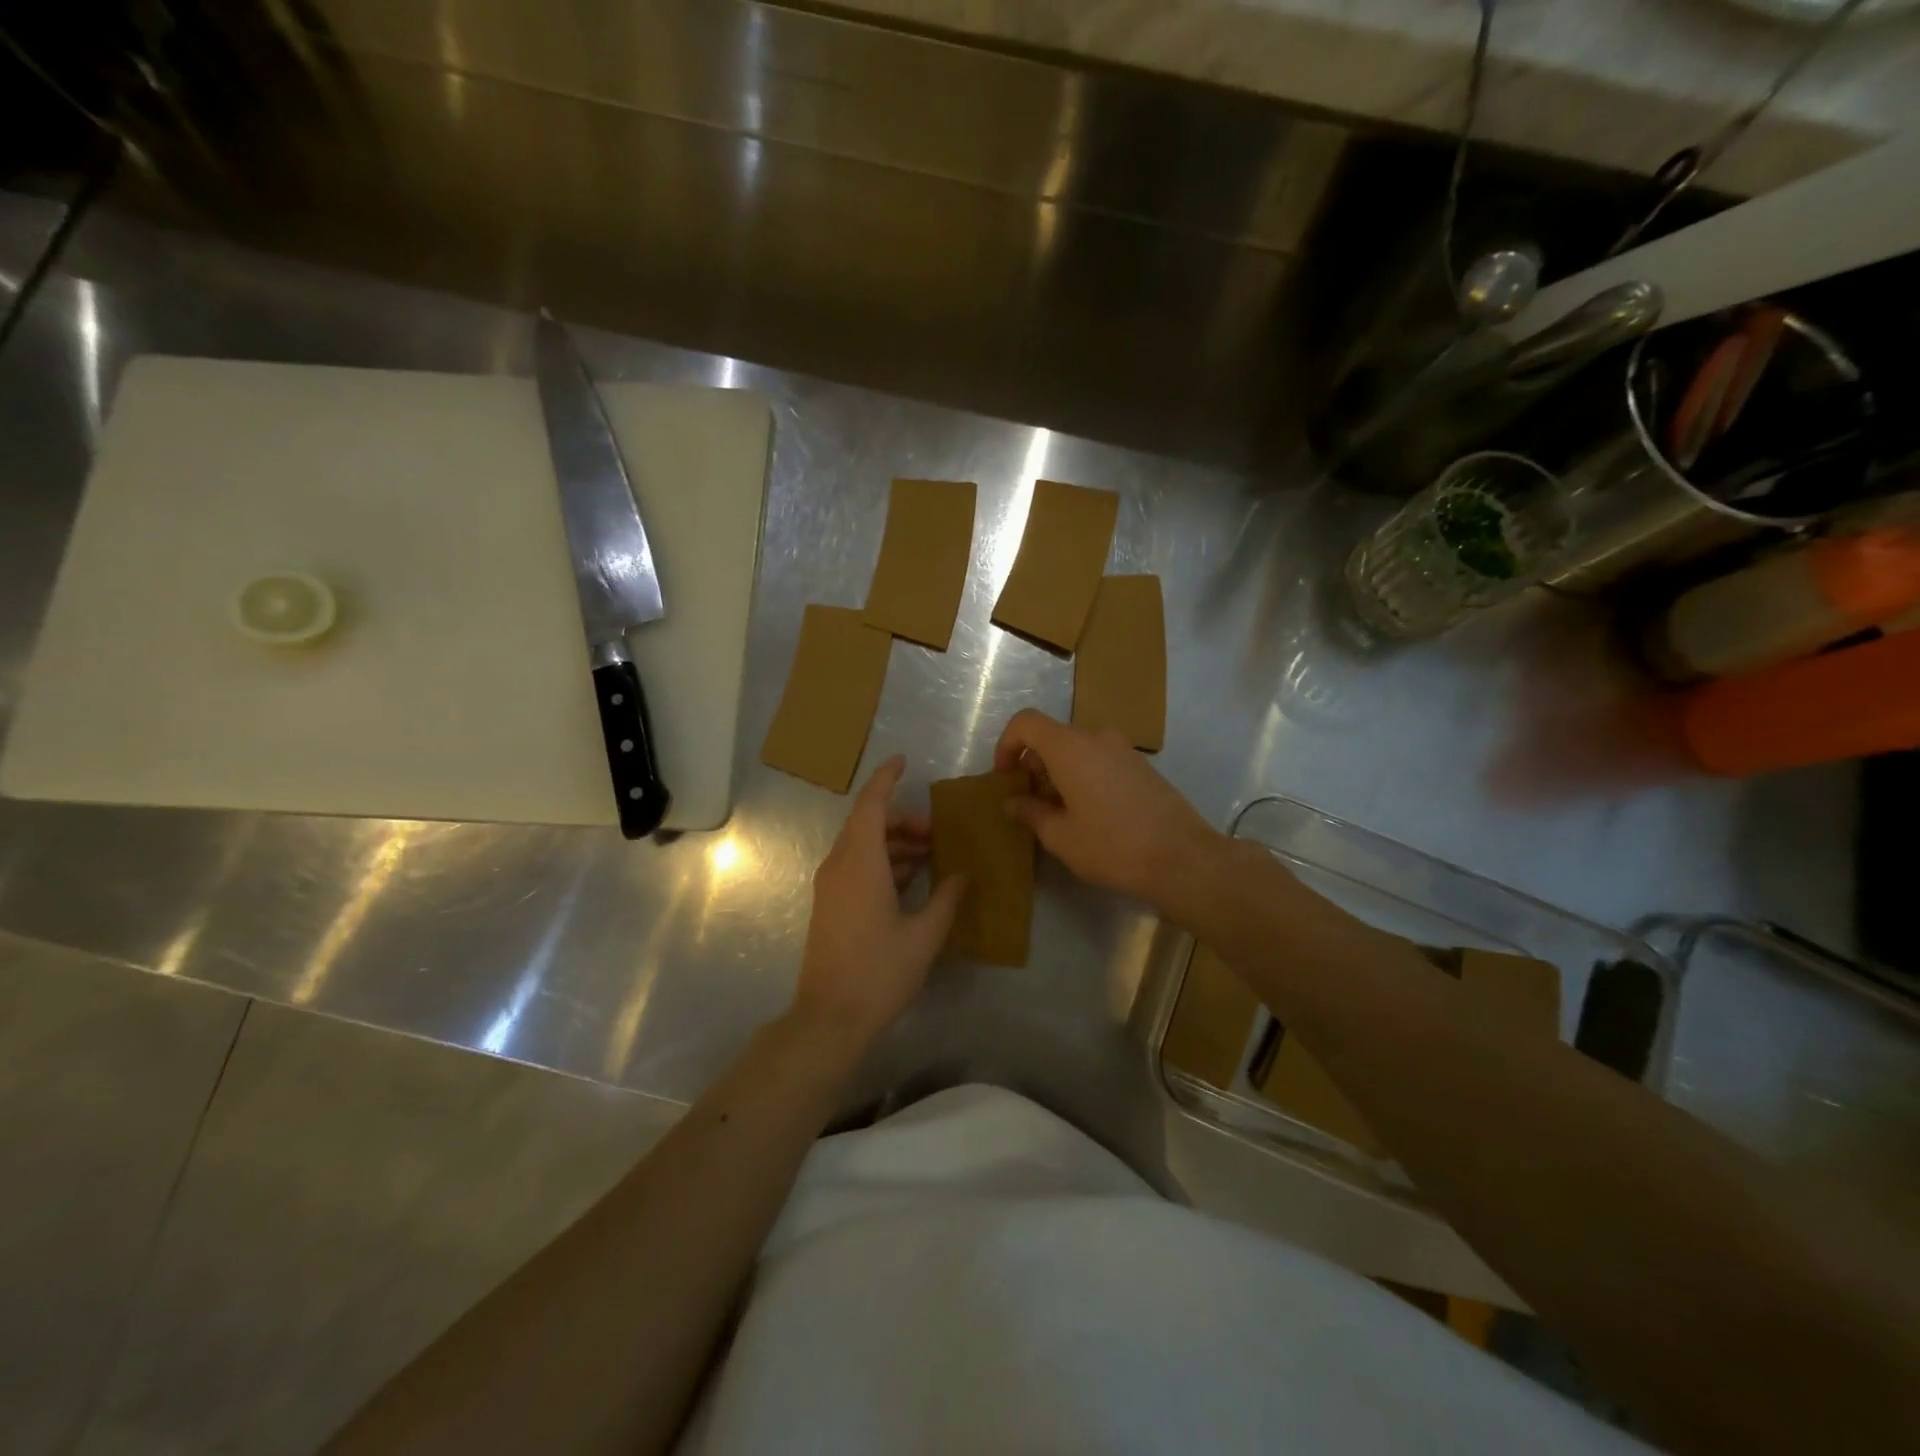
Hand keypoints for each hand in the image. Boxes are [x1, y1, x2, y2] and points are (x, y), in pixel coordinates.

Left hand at [791, 756, 965, 1045]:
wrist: (830, 1017)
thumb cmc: (879, 970)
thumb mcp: (924, 934)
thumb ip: (946, 898)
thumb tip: (960, 874)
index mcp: (860, 862)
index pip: (871, 804)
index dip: (887, 779)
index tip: (904, 762)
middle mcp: (839, 865)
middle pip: (867, 824)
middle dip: (901, 819)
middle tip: (935, 831)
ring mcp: (830, 886)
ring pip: (861, 846)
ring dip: (893, 843)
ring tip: (929, 855)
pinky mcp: (830, 905)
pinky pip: (856, 867)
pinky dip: (882, 863)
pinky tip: (910, 880)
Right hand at [993, 710, 1223, 905]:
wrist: (1183, 859)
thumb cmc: (1112, 846)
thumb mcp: (1060, 836)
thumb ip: (1030, 813)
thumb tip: (1013, 802)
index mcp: (1070, 747)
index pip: (1026, 722)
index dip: (1006, 745)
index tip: (1005, 777)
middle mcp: (1097, 737)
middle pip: (1052, 738)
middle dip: (1033, 766)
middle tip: (1031, 806)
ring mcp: (1124, 750)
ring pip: (1077, 751)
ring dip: (1059, 774)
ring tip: (1060, 816)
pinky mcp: (1142, 767)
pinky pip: (1100, 761)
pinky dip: (1084, 777)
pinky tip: (1091, 816)